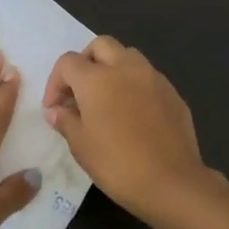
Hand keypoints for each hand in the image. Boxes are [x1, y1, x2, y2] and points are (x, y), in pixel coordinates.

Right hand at [43, 35, 228, 225]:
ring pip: (128, 55)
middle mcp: (125, 68)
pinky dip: (134, 85)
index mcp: (97, 79)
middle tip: (80, 92)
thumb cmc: (118, 165)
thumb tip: (57, 110)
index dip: (55, 82)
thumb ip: (66, 121)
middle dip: (85, 62)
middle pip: (100, 46)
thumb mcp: (81, 146)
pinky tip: (133, 114)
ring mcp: (153, 78)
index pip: (68, 62)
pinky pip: (148, 77)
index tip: (55, 108)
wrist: (172, 183)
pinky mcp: (173, 93)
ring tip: (107, 99)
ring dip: (112, 68)